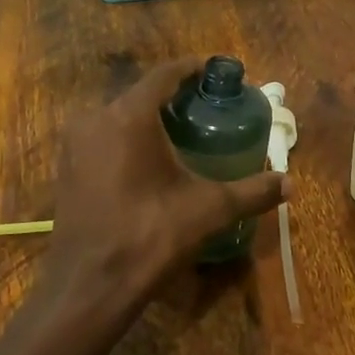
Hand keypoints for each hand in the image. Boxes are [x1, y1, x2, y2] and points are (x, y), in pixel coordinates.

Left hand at [33, 57, 287, 326]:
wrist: (90, 286)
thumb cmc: (151, 236)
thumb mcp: (209, 210)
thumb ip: (252, 192)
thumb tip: (289, 183)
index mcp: (129, 115)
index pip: (164, 74)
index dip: (192, 68)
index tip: (215, 71)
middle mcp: (96, 118)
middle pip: (140, 93)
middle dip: (172, 96)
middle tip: (204, 106)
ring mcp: (74, 143)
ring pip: (118, 116)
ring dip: (147, 118)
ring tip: (180, 131)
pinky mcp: (65, 168)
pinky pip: (101, 137)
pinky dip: (125, 138)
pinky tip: (147, 159)